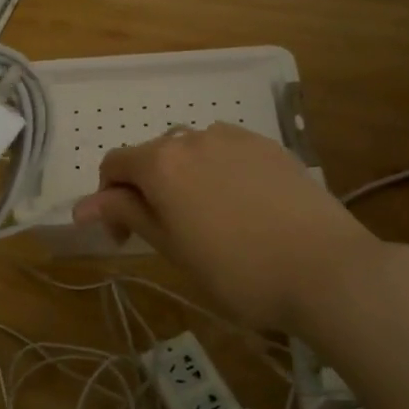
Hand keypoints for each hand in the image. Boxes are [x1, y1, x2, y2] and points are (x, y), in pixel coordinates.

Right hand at [72, 123, 382, 333]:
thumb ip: (126, 215)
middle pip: (152, 156)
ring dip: (183, 179)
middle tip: (164, 235)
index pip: (114, 165)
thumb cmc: (236, 270)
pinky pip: (227, 153)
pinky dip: (218, 174)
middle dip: (146, 190)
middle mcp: (194, 138)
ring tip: (207, 221)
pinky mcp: (270, 147)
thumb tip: (81, 206)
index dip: (108, 200)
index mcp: (161, 162)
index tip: (125, 238)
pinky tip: (242, 208)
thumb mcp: (171, 247)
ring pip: (191, 152)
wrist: (327, 269)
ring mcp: (236, 138)